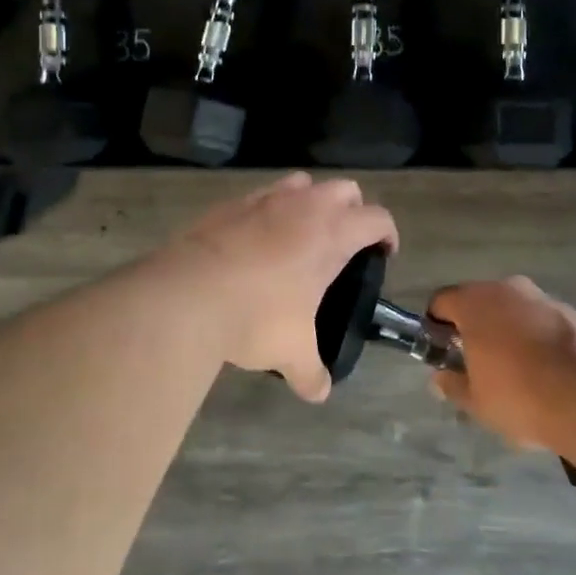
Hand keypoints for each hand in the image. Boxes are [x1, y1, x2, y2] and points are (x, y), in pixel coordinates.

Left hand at [153, 173, 396, 402]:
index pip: (377, 218)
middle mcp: (304, 206)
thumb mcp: (291, 352)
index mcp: (332, 234)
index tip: (384, 253)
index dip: (388, 233)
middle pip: (345, 189)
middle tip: (344, 243)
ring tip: (302, 233)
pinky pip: (262, 194)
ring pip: (302, 181)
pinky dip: (269, 209)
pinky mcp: (231, 203)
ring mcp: (265, 199)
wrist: (187, 294)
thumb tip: (319, 393)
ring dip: (311, 200)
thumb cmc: (255, 317)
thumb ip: (311, 371)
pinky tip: (258, 239)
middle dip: (352, 210)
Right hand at [427, 276, 575, 448]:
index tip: (442, 352)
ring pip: (515, 310)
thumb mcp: (478, 402)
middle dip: (477, 328)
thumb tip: (439, 379)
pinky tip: (550, 373)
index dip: (437, 326)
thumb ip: (454, 386)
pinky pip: (545, 321)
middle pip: (480, 302)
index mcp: (474, 302)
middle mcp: (507, 288)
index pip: (441, 302)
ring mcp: (543, 297)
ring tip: (519, 373)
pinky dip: (541, 339)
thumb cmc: (521, 395)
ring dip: (510, 332)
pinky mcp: (575, 312)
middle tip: (479, 365)